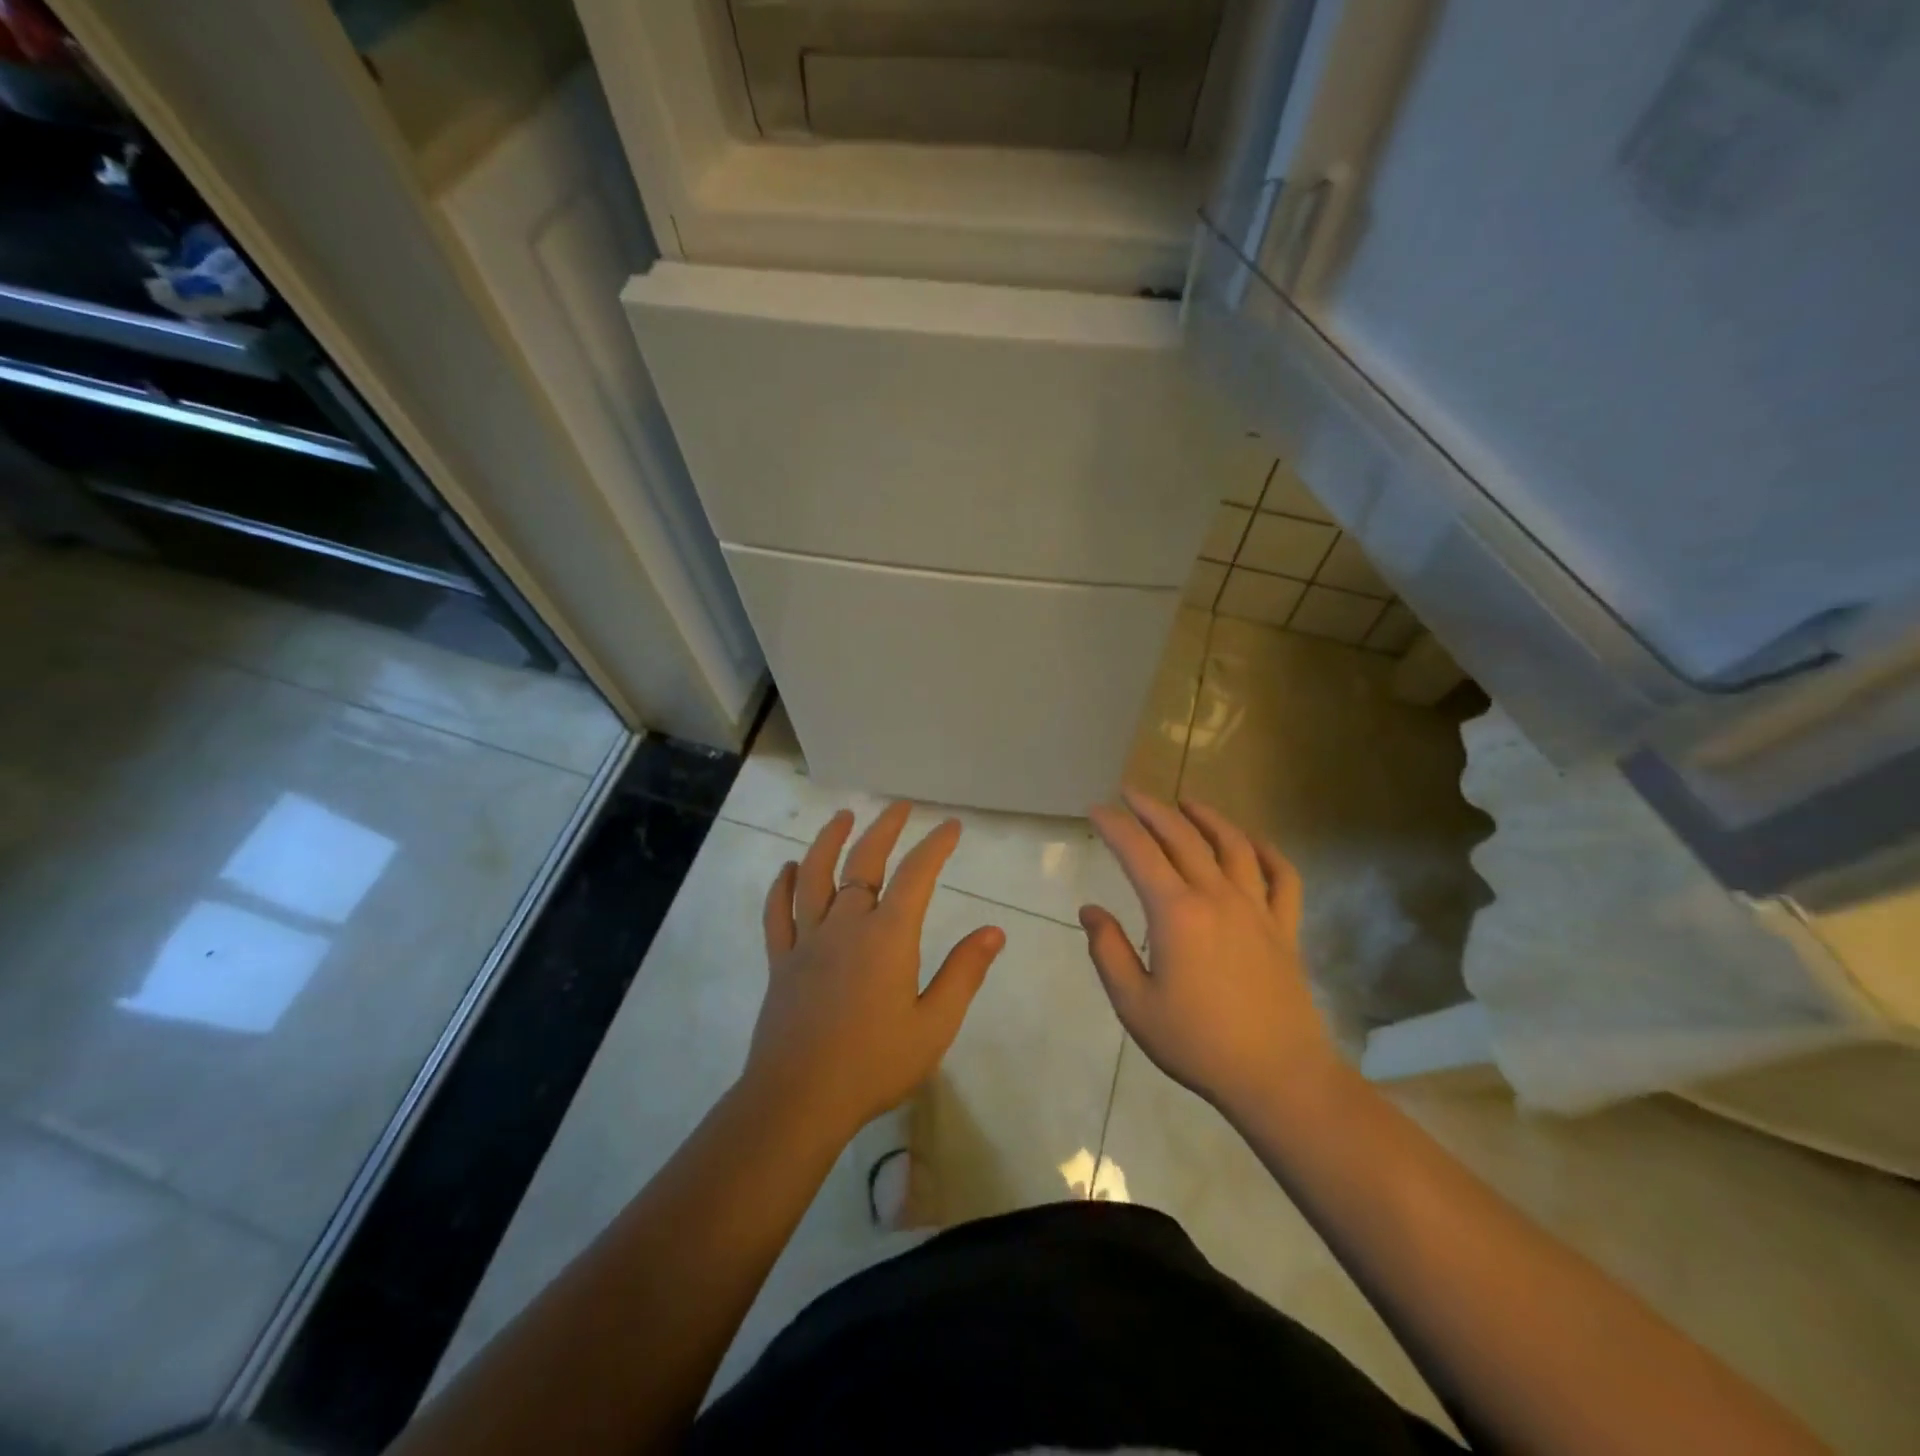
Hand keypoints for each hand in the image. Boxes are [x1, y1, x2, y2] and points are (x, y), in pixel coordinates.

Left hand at [746, 801, 1005, 1141]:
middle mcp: (846, 924)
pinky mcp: (781, 961)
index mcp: (887, 936)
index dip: (935, 846)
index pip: (916, 875)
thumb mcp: (934, 1024)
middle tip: (900, 808)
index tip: (950, 826)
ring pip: (815, 876)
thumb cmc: (874, 1064)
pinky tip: (789, 868)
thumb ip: (964, 973)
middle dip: (885, 829)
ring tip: (843, 817)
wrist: (799, 1099)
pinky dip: (782, 886)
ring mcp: (808, 940)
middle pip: (863, 862)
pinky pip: (778, 913)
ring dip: (829, 841)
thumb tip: (994, 931)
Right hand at [1081, 788, 1341, 1123]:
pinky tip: (1254, 843)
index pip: (1139, 853)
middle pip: (1183, 837)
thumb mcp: (1134, 1004)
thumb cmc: (1197, 1042)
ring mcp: (1256, 909)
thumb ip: (1109, 951)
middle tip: (1131, 793)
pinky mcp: (1285, 928)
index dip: (1115, 826)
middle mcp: (1217, 897)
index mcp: (1176, 913)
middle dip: (1153, 809)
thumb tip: (1091, 910)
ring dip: (1208, 818)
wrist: (1277, 1077)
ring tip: (1188, 802)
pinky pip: (1283, 878)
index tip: (1096, 809)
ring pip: (1233, 846)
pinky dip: (1269, 853)